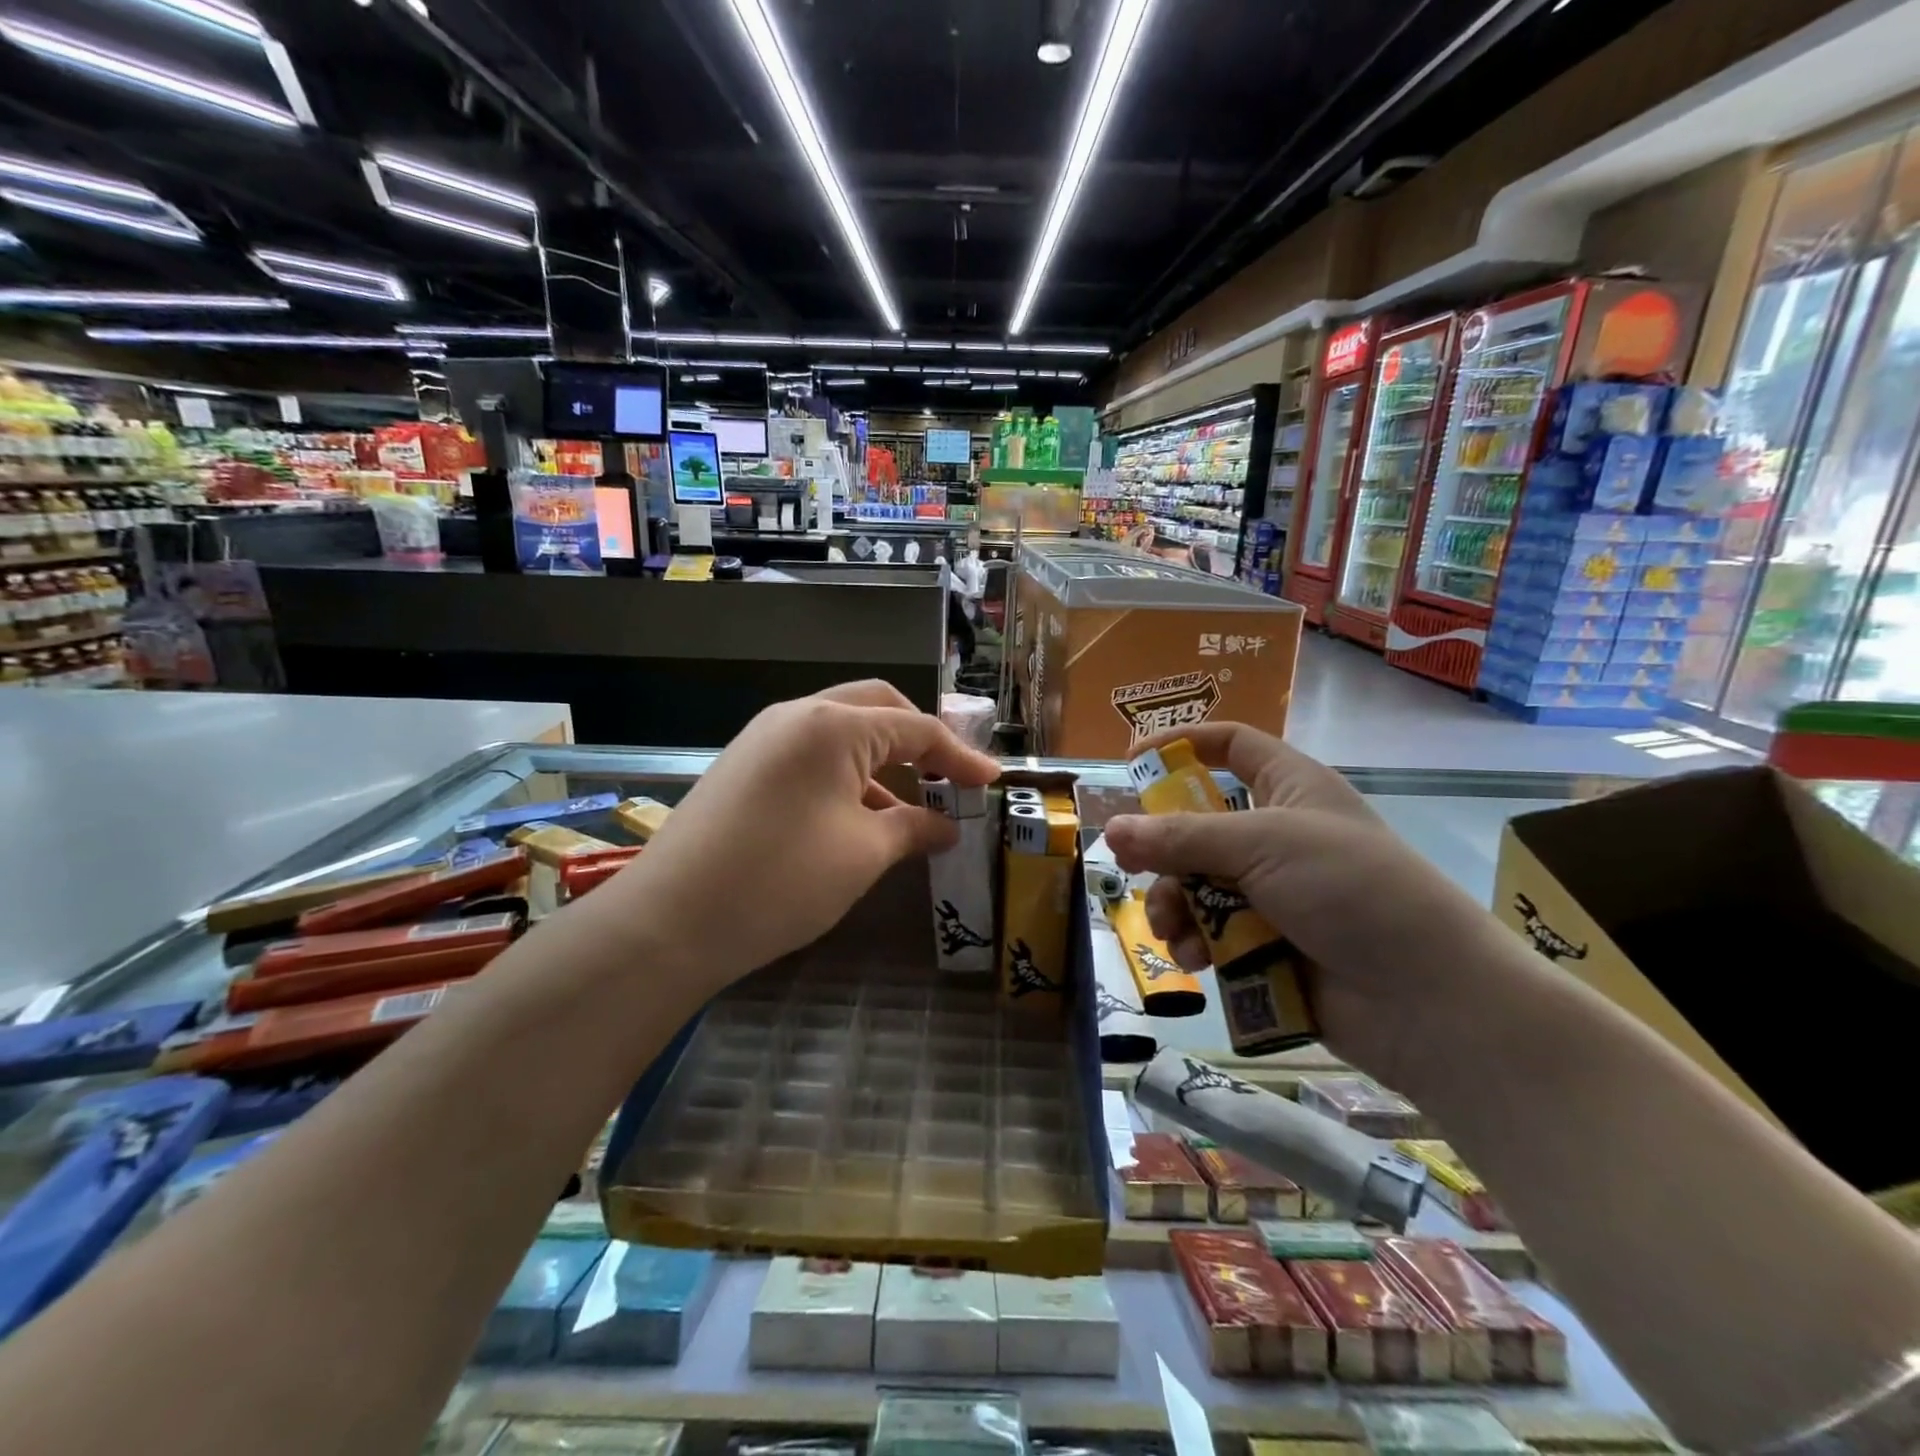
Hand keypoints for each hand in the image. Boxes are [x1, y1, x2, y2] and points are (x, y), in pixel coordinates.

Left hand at [612, 682, 999, 992]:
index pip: (916, 728)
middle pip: (878, 709)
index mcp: (833, 725)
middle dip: (921, 740)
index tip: (993, 781)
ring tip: (911, 806)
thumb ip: (913, 828)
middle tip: (950, 777)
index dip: (961, 756)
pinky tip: (860, 816)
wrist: (668, 922)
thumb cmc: (780, 881)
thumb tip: (946, 825)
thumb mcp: (862, 854)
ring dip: (883, 760)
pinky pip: (812, 754)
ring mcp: (765, 737)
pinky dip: (847, 775)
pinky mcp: (746, 765)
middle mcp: (798, 715)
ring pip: (843, 731)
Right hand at [1103, 722, 1508, 1085]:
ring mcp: (1274, 893)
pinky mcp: (1268, 944)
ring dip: (1175, 904)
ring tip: (1171, 929)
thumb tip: (1111, 829)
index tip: (1132, 760)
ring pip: (1198, 884)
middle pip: (1199, 825)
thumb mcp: (1262, 845)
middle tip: (1128, 866)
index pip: (1232, 746)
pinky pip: (1213, 932)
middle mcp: (1278, 836)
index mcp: (1290, 789)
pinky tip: (1194, 959)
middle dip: (1163, 849)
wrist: (1426, 999)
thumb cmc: (1350, 890)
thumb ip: (1181, 837)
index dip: (1184, 745)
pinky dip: (1197, 942)